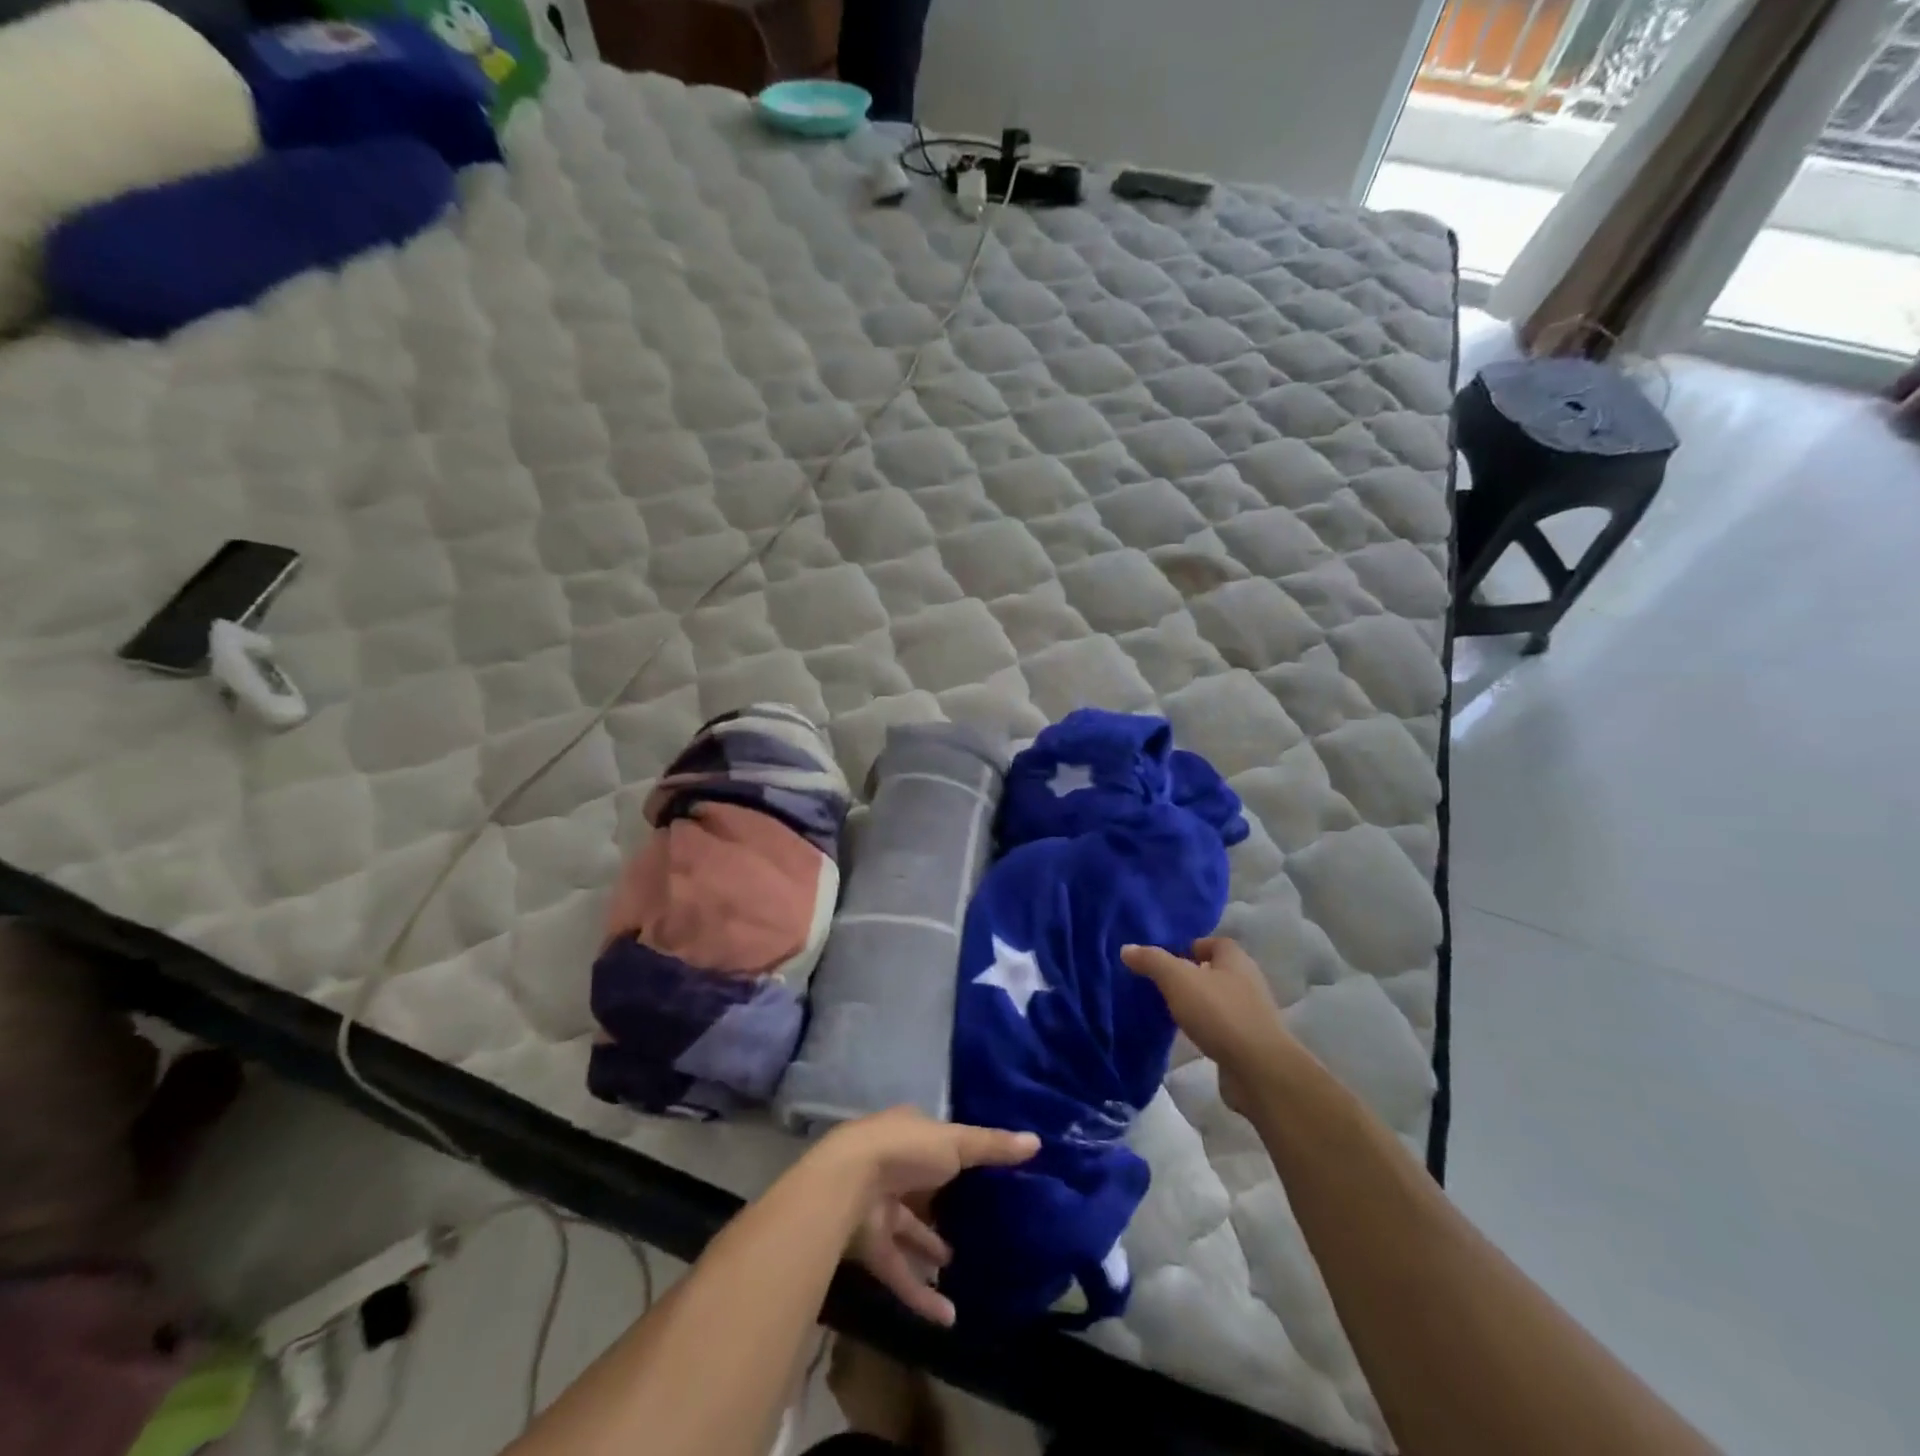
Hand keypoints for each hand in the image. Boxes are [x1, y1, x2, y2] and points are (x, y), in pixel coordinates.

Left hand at [815, 1107, 1038, 1325]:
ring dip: (932, 1250)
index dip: (956, 1154)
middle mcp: (891, 1165)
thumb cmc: (904, 1151)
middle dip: (944, 1206)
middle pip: (922, 1187)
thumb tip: (1036, 1141)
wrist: (846, 1185)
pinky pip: (899, 1271)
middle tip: (977, 1224)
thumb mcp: (955, 1142)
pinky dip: (921, 1293)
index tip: (982, 1173)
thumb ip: (992, 1147)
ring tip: (962, 1265)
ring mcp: (877, 1205)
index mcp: (907, 1132)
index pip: (935, 1142)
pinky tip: (949, 1317)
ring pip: (909, 1231)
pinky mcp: (869, 1245)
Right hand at [1121, 937, 1295, 1116]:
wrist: (1259, 1070)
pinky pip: (1223, 1027)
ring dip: (1198, 1004)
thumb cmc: (1219, 1013)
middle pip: (1216, 971)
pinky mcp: (1250, 1043)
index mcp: (1236, 960)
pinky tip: (1189, 1036)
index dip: (1191, 947)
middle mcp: (1248, 982)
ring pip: (1219, 1000)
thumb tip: (1127, 948)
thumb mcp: (1177, 979)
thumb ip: (1152, 961)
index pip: (1214, 943)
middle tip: (1161, 984)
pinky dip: (1207, 1029)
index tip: (1166, 959)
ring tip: (1170, 1010)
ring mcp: (1252, 1014)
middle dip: (1191, 976)